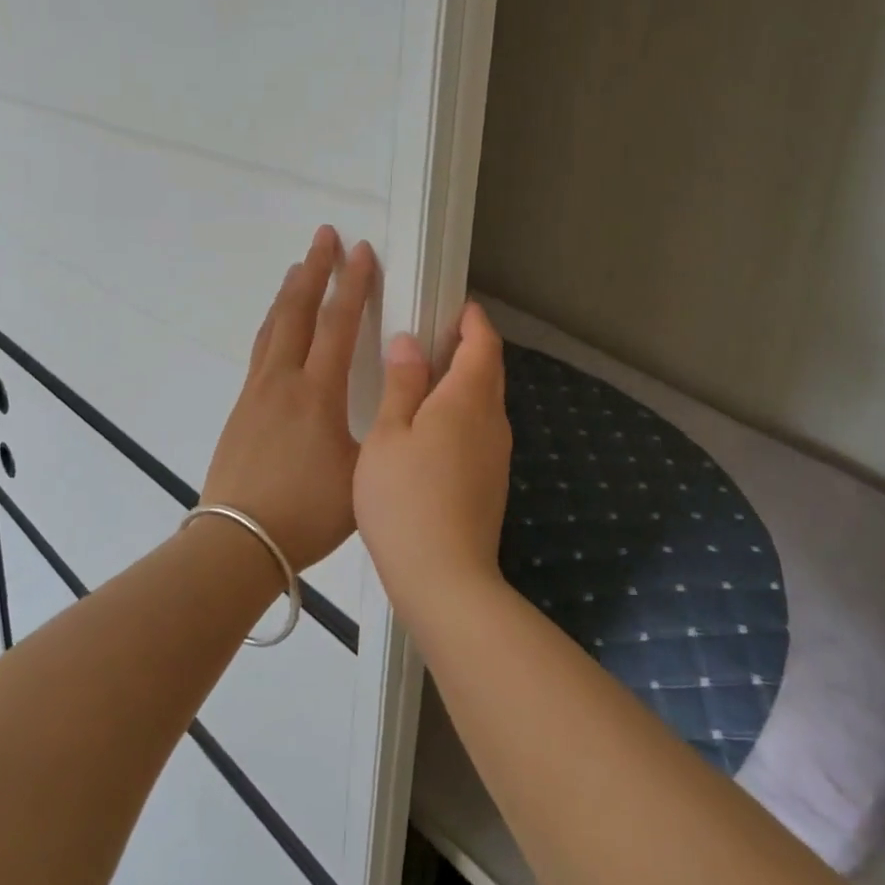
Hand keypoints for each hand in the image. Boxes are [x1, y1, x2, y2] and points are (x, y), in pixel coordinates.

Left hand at [201, 226, 375, 571]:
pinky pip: (260, 351)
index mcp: (317, 393)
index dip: (353, 285)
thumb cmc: (307, 512)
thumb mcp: (362, 472)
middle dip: (314, 271)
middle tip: (325, 237)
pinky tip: (276, 328)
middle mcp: (283, 381)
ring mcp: (256, 392)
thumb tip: (396, 396)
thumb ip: (381, 429)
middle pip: (297, 312)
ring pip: (273, 328)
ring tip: (298, 269)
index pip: (338, 325)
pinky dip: (273, 325)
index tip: (362, 251)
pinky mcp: (242, 409)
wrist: (238, 540)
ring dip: (289, 293)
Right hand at [354, 301, 512, 609]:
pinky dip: (462, 414)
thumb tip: (409, 343)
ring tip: (424, 381)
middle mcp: (492, 421)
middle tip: (432, 339)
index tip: (456, 307)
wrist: (444, 577)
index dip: (473, 321)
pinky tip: (430, 431)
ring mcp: (497, 454)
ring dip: (463, 383)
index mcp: (467, 399)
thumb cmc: (404, 499)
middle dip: (468, 348)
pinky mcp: (492, 482)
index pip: (483, 344)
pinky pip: (481, 430)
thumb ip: (401, 385)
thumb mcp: (388, 435)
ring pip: (486, 403)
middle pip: (490, 371)